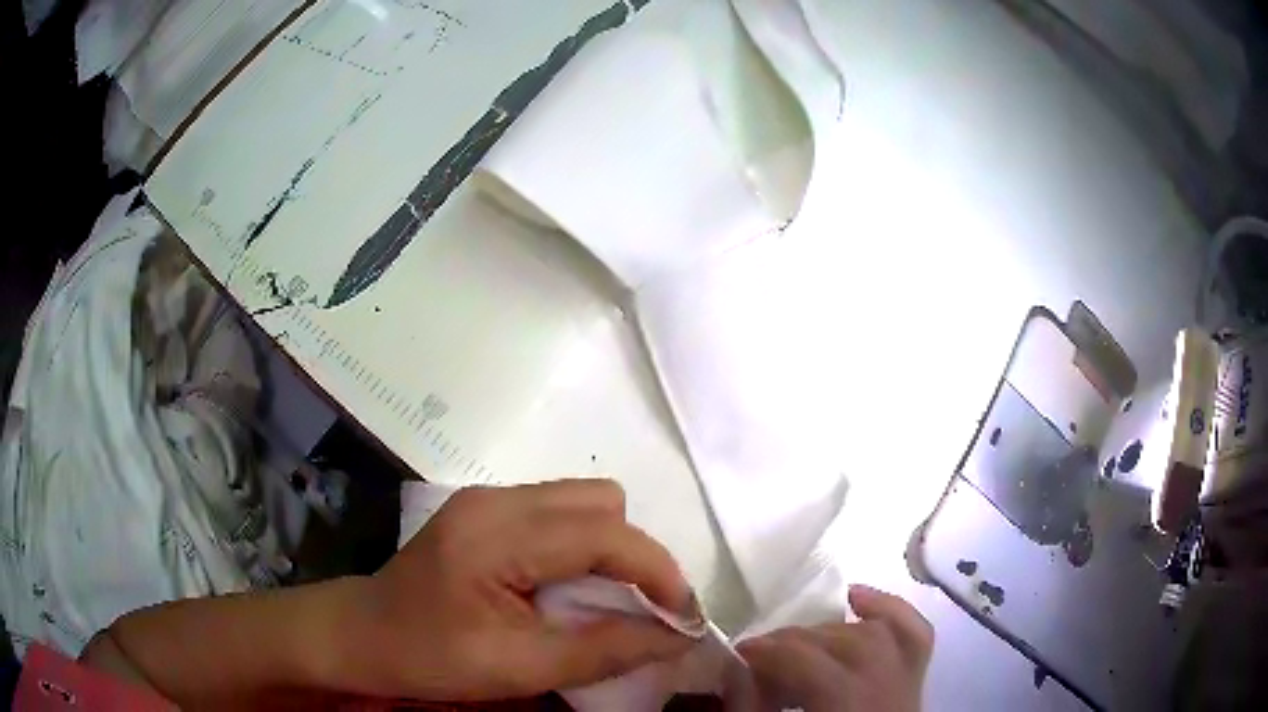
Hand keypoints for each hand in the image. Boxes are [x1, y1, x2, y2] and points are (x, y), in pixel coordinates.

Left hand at [341, 480, 696, 700]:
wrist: (361, 634)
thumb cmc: (430, 657)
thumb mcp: (518, 668)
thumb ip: (603, 650)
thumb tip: (678, 636)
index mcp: (497, 535)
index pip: (604, 533)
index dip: (658, 572)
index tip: (684, 617)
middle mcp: (496, 499)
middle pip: (601, 502)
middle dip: (636, 556)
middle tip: (641, 611)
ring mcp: (488, 498)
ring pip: (583, 502)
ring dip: (611, 550)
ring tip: (605, 602)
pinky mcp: (485, 510)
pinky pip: (559, 513)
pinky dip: (582, 547)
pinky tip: (567, 588)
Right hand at [736, 586, 933, 710]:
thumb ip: (753, 710)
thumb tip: (733, 671)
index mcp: (851, 709)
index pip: (813, 664)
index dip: (771, 652)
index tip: (738, 655)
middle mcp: (888, 689)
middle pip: (842, 644)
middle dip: (793, 642)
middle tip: (759, 655)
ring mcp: (909, 682)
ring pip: (876, 634)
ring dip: (831, 631)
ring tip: (798, 643)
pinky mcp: (917, 681)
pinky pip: (915, 635)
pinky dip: (889, 610)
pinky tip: (858, 597)